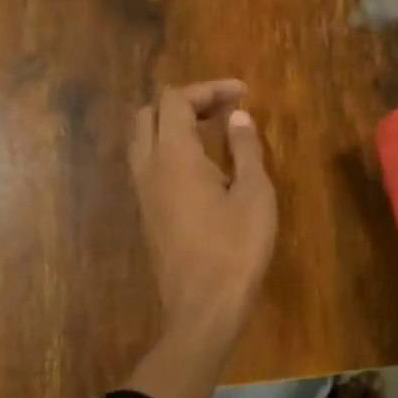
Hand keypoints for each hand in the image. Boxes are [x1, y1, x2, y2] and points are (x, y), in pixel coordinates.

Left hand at [129, 80, 276, 361]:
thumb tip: (238, 116)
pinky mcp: (147, 212)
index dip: (208, 88)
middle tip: (223, 108)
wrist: (203, 309)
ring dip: (174, 124)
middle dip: (186, 101)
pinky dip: (169, 148)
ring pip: (144, 139)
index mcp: (174, 157)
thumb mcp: (255, 194)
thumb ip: (245, 149)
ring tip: (213, 131)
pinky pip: (148, 163)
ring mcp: (143, 192)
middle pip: (150, 113)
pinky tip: (202, 165)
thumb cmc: (236, 249)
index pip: (176, 100)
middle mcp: (149, 167)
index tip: (242, 93)